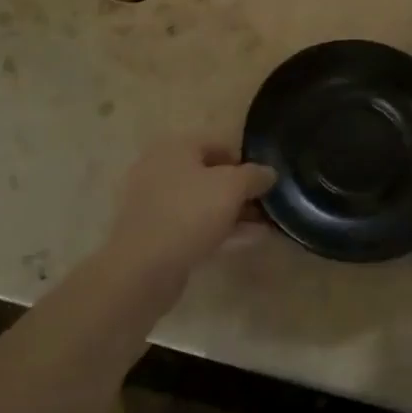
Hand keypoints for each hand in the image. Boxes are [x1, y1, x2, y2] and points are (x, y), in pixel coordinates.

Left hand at [99, 138, 275, 300]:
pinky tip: (247, 241)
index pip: (218, 143)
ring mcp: (156, 204)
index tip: (266, 180)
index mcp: (175, 148)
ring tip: (264, 225)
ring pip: (203, 202)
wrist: (142, 269)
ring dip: (233, 212)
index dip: (246, 159)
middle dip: (240, 190)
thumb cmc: (188, 214)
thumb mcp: (231, 187)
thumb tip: (269, 172)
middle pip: (210, 174)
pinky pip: (194, 225)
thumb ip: (254, 176)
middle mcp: (161, 169)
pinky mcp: (156, 234)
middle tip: (266, 205)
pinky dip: (219, 230)